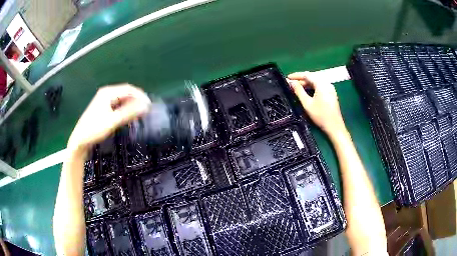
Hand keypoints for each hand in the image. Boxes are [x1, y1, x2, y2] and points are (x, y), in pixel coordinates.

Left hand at [67, 84, 150, 153]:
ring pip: (122, 99)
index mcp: (108, 93)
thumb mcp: (112, 121)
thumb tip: (145, 107)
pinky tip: (129, 116)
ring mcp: (104, 101)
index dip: (140, 96)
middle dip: (136, 100)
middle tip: (146, 110)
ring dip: (131, 105)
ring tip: (140, 113)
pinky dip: (125, 109)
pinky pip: (118, 105)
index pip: (128, 89)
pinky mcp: (103, 108)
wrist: (80, 140)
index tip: (149, 105)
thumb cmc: (94, 130)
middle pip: (125, 93)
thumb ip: (129, 113)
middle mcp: (106, 94)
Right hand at [287, 71, 345, 136]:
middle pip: (312, 77)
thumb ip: (298, 91)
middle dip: (301, 79)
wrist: (334, 126)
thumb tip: (291, 82)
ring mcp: (330, 88)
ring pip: (316, 81)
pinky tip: (306, 91)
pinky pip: (320, 86)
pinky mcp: (331, 93)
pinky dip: (312, 86)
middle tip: (291, 82)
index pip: (307, 75)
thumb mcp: (307, 103)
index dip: (296, 75)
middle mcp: (327, 83)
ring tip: (297, 87)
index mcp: (321, 84)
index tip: (288, 77)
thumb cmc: (320, 115)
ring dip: (306, 83)